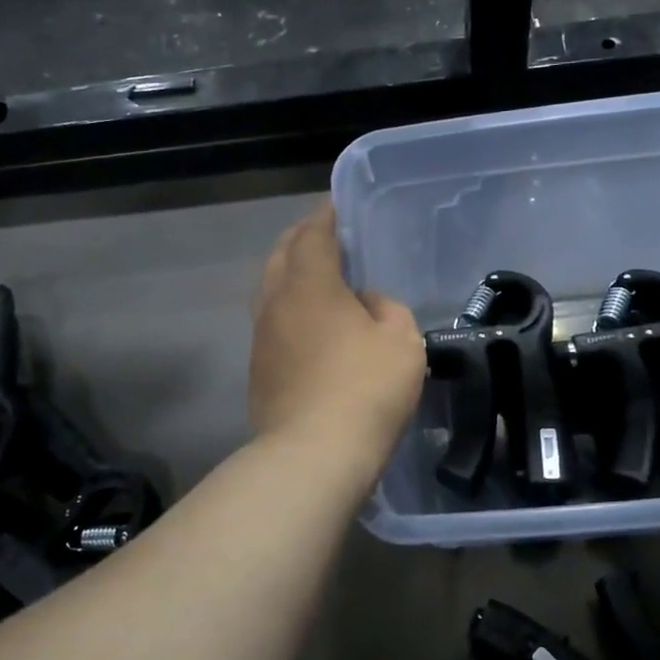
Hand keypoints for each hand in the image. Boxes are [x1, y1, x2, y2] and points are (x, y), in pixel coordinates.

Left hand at [250, 204, 426, 468]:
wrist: (313, 453)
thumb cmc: (366, 388)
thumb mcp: (401, 341)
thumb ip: (387, 308)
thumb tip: (365, 303)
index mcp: (310, 284)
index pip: (313, 234)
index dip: (325, 216)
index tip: (336, 207)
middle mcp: (276, 302)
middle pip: (281, 255)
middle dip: (301, 239)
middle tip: (324, 236)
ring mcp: (261, 337)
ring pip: (269, 289)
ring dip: (289, 274)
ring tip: (313, 277)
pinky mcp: (257, 369)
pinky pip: (270, 322)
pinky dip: (286, 309)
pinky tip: (305, 324)